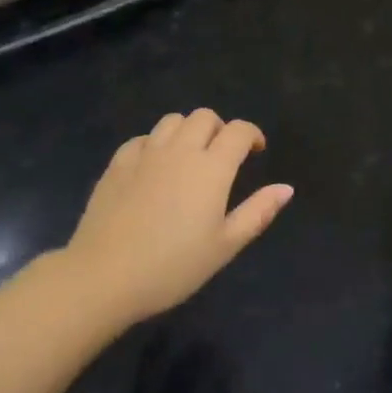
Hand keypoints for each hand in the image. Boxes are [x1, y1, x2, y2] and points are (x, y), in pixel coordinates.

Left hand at [60, 109, 293, 323]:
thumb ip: (258, 212)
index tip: (256, 151)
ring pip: (172, 121)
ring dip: (187, 130)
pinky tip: (154, 167)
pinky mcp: (117, 163)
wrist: (106, 275)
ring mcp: (145, 153)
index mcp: (211, 168)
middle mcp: (180, 150)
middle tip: (222, 157)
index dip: (252, 135)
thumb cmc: (173, 266)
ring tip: (189, 157)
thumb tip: (286, 188)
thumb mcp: (225, 246)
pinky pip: (142, 138)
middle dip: (220, 129)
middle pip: (204, 117)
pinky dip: (155, 144)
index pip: (238, 131)